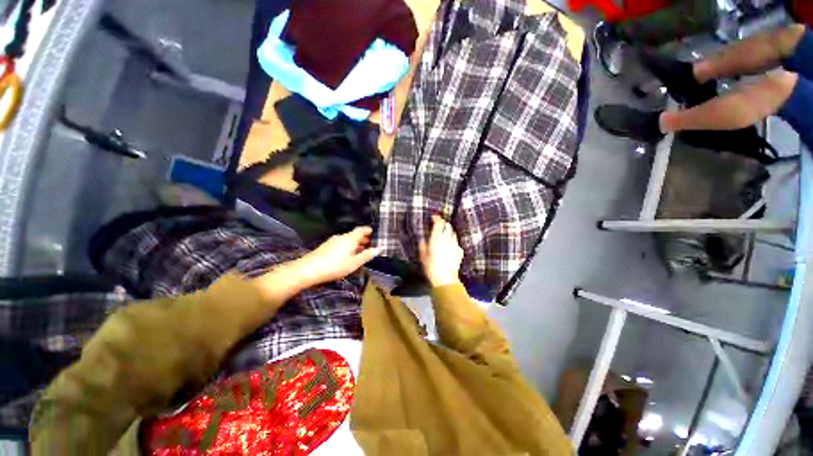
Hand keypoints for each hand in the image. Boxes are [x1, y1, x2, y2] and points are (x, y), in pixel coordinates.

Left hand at [294, 227, 379, 285]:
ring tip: (363, 253)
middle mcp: (342, 236)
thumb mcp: (354, 263)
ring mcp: (333, 241)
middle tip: (373, 246)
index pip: (363, 229)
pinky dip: (349, 247)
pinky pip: (342, 244)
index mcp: (350, 238)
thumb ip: (367, 255)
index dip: (370, 231)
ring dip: (357, 244)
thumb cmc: (335, 266)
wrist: (308, 270)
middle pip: (356, 235)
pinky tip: (349, 256)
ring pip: (349, 240)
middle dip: (365, 239)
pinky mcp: (327, 247)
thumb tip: (379, 248)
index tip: (377, 236)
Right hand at [419, 215, 463, 286]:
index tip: (433, 217)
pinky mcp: (459, 251)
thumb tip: (422, 238)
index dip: (437, 218)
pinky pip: (456, 242)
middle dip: (443, 223)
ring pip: (453, 233)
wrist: (445, 279)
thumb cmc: (431, 267)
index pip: (439, 223)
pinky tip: (449, 245)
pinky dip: (452, 240)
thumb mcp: (423, 256)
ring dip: (449, 231)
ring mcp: (455, 245)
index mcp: (437, 239)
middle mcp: (447, 239)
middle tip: (439, 224)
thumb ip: (422, 245)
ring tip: (444, 233)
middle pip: (448, 226)